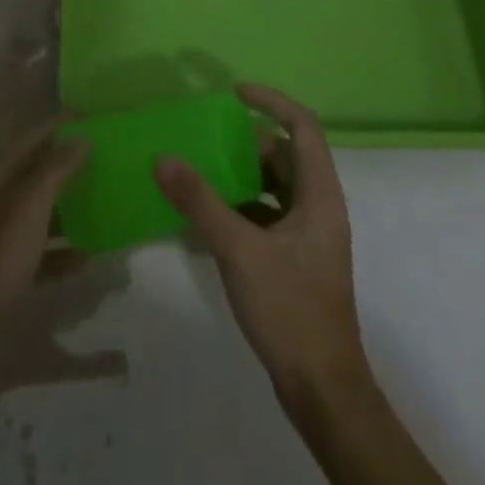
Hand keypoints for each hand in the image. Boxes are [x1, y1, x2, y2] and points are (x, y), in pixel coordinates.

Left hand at [0, 120, 89, 357]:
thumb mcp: (27, 207)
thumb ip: (55, 169)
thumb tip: (82, 137)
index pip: (36, 136)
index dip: (64, 125)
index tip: (100, 118)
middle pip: (41, 172)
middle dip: (74, 164)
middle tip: (113, 160)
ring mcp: (2, 237)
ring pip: (44, 211)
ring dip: (74, 208)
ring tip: (110, 204)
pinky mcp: (7, 272)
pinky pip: (43, 252)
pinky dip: (65, 251)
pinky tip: (90, 257)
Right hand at [156, 84, 368, 399]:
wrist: (322, 390)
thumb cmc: (290, 308)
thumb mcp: (239, 250)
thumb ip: (200, 201)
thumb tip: (163, 157)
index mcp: (320, 195)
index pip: (302, 126)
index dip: (271, 101)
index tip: (235, 93)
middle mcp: (319, 207)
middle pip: (285, 155)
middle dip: (247, 141)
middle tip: (207, 136)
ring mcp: (309, 236)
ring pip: (275, 186)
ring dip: (242, 174)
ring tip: (202, 169)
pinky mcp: (296, 259)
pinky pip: (268, 214)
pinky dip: (242, 206)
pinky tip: (209, 216)